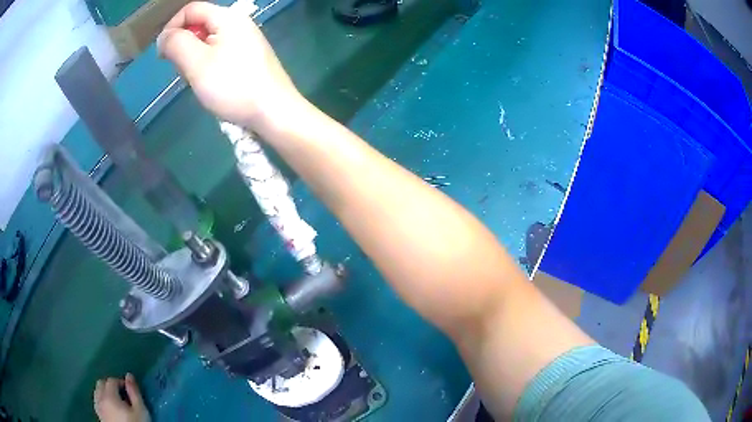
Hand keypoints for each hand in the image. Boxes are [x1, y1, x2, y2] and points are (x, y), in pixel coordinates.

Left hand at [93, 374, 149, 421]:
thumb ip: (134, 392)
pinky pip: (98, 402)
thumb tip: (129, 376)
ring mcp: (98, 408)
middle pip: (101, 383)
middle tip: (123, 394)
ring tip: (117, 401)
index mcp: (109, 395)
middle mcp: (99, 398)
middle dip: (110, 385)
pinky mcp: (99, 416)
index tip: (130, 390)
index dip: (121, 382)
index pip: (111, 380)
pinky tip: (111, 409)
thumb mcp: (140, 410)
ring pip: (97, 393)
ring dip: (105, 393)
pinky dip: (103, 401)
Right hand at [158, 2, 303, 130]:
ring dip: (194, 57)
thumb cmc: (233, 85)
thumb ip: (177, 44)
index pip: (191, 9)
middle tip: (182, 71)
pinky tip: (210, 83)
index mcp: (228, 18)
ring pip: (207, 41)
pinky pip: (219, 53)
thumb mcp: (197, 63)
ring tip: (197, 80)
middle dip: (183, 45)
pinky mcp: (249, 57)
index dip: (172, 27)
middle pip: (199, 24)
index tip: (162, 54)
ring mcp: (246, 40)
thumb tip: (164, 36)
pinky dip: (207, 64)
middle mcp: (239, 23)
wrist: (274, 111)